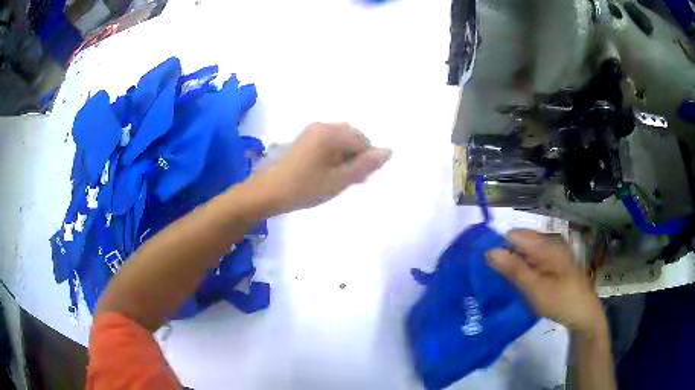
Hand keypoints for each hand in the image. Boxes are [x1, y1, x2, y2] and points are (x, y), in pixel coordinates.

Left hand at [249, 122, 391, 214]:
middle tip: (349, 180)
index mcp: (331, 132)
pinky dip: (332, 155)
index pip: (363, 141)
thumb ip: (365, 165)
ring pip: (340, 140)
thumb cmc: (304, 188)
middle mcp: (322, 125)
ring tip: (337, 178)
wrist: (266, 192)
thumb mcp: (339, 180)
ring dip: (345, 156)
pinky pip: (327, 142)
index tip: (358, 180)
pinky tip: (325, 172)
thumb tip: (388, 151)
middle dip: (356, 156)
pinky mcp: (302, 139)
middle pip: (352, 137)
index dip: (366, 161)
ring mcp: (310, 131)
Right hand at [487, 230, 606, 337]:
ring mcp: (552, 251)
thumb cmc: (561, 301)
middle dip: (506, 258)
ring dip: (514, 265)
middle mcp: (549, 241)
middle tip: (498, 281)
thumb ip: (513, 270)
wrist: (583, 314)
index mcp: (546, 244)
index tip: (488, 271)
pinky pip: (532, 259)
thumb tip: (488, 251)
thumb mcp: (535, 289)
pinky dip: (523, 270)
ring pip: (524, 252)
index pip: (512, 236)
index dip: (499, 249)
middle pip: (519, 242)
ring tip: (507, 285)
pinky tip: (521, 285)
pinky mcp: (553, 261)